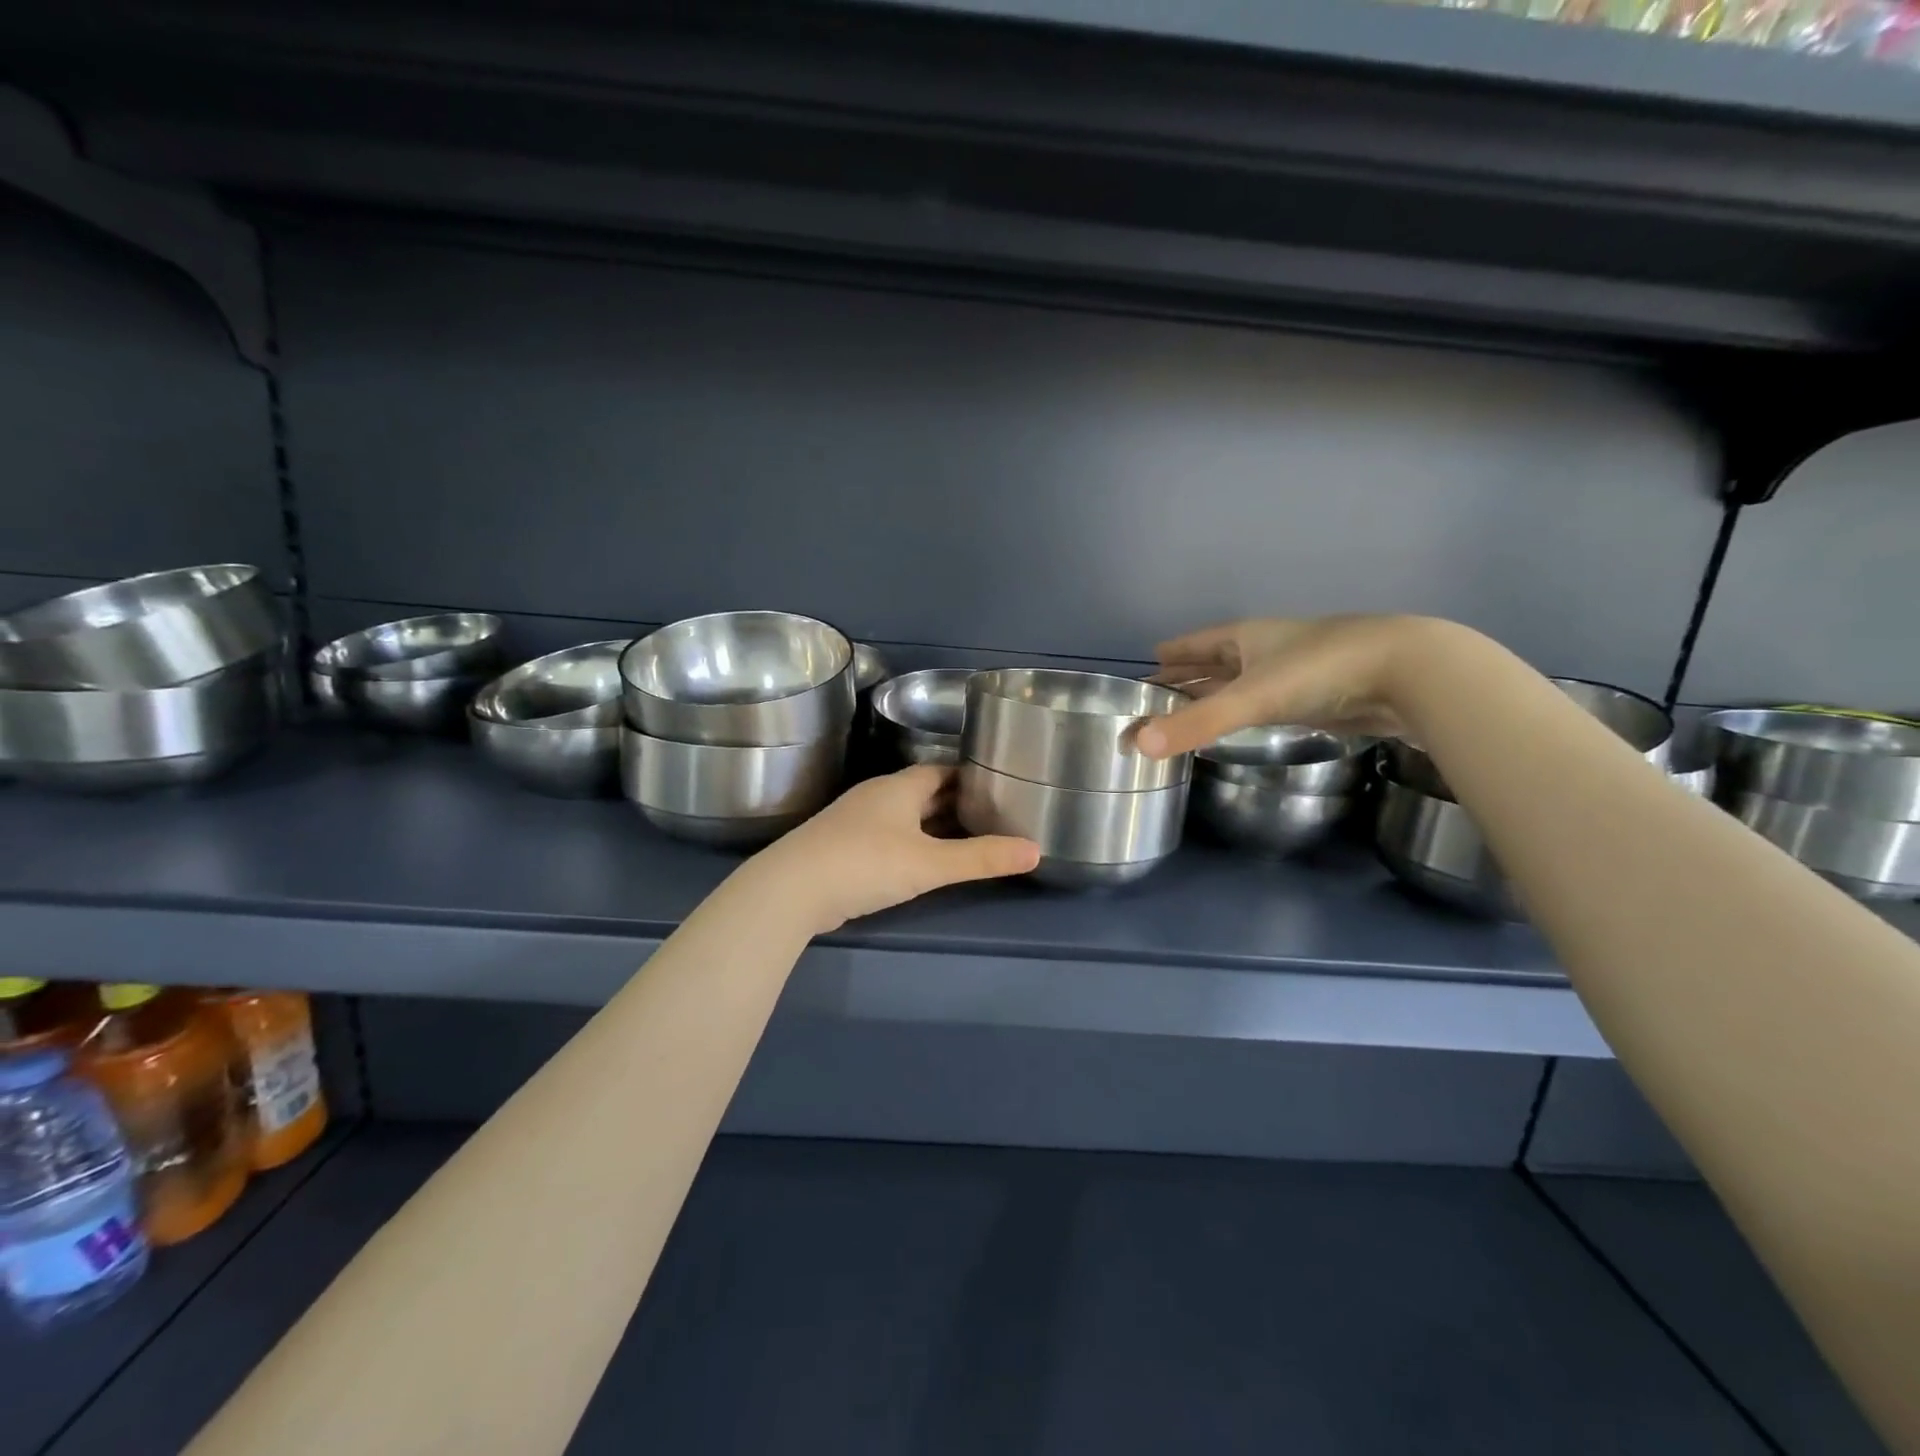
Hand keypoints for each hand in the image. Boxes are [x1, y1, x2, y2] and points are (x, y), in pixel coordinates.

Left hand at [749, 765, 1039, 933]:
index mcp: (899, 787)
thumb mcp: (930, 863)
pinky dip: (912, 842)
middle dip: (956, 801)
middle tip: (993, 813)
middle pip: (924, 791)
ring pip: (905, 815)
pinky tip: (924, 860)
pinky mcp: (843, 846)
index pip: (942, 770)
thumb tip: (1036, 851)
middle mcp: (878, 796)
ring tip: (968, 836)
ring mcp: (857, 821)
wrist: (792, 890)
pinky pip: (889, 835)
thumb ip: (982, 858)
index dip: (971, 776)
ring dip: (933, 823)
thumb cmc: (866, 863)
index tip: (1000, 784)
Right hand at [1138, 615, 1439, 758]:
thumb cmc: (1320, 671)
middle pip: (1216, 663)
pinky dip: (1243, 712)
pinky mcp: (1315, 699)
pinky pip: (1264, 704)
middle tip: (1155, 693)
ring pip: (1241, 684)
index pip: (1198, 643)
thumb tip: (1137, 746)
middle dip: (1187, 676)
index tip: (1150, 660)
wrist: (1407, 672)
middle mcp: (1265, 651)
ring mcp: (1292, 674)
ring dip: (1215, 694)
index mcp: (1246, 638)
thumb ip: (1196, 724)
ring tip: (1187, 709)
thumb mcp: (1251, 698)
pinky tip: (1239, 722)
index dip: (1174, 652)